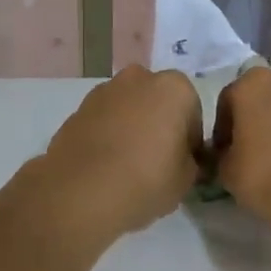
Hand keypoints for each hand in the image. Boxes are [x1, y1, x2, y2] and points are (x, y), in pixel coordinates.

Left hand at [35, 66, 203, 242]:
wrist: (81, 192)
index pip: (192, 112)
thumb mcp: (187, 179)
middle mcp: (139, 78)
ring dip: (132, 127)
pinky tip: (105, 164)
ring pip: (128, 108)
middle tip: (157, 161)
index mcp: (174, 87)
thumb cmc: (147, 180)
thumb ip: (190, 161)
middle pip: (158, 102)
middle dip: (159, 124)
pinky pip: (104, 120)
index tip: (183, 163)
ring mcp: (104, 91)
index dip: (190, 140)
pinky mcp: (77, 108)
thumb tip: (181, 158)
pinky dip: (108, 135)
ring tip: (128, 165)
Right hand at [212, 68, 270, 225]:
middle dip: (259, 118)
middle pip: (266, 96)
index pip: (228, 101)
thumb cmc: (266, 175)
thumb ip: (223, 155)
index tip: (225, 152)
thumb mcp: (227, 171)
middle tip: (256, 151)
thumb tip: (229, 155)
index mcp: (251, 83)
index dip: (223, 129)